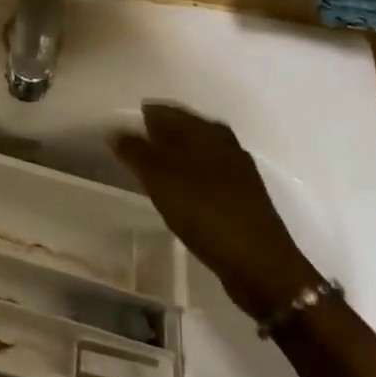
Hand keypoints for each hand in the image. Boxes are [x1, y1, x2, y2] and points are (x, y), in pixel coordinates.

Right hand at [112, 103, 318, 320]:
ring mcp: (236, 172)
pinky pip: (205, 176)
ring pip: (196, 153)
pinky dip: (186, 178)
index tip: (120, 126)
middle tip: (129, 147)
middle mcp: (225, 144)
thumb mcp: (162, 180)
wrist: (260, 265)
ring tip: (147, 169)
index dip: (143, 115)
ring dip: (172, 157)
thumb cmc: (206, 213)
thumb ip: (136, 152)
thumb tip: (116, 130)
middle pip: (184, 129)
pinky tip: (175, 193)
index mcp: (207, 131)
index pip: (167, 111)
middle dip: (158, 134)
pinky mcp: (240, 199)